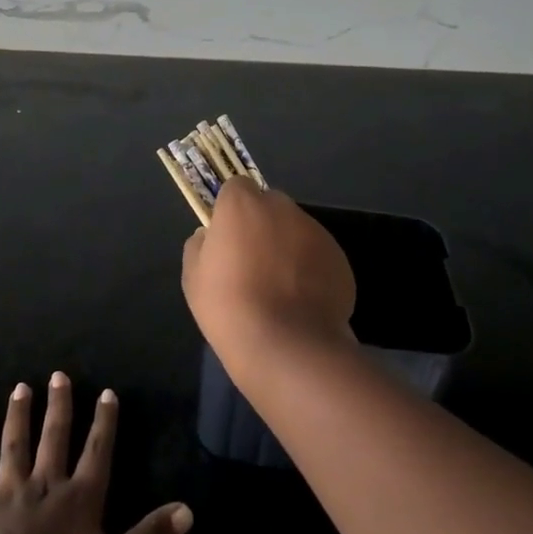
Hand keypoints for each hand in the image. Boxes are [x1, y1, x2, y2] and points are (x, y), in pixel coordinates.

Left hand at [0, 375, 191, 533]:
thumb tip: (186, 510)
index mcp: (80, 501)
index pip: (97, 452)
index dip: (104, 423)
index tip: (106, 392)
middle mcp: (46, 486)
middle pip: (54, 438)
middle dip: (59, 406)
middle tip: (58, 375)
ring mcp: (8, 493)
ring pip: (16, 444)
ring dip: (19, 415)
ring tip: (20, 388)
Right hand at [180, 179, 356, 379]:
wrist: (286, 345)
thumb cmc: (229, 307)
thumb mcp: (193, 276)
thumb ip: (200, 244)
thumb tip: (210, 236)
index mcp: (243, 205)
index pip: (237, 187)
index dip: (232, 209)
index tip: (228, 235)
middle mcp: (282, 208)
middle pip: (270, 204)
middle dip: (262, 223)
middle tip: (253, 260)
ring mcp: (315, 231)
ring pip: (296, 229)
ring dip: (288, 245)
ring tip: (281, 287)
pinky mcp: (339, 258)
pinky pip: (318, 254)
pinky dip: (311, 269)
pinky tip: (302, 301)